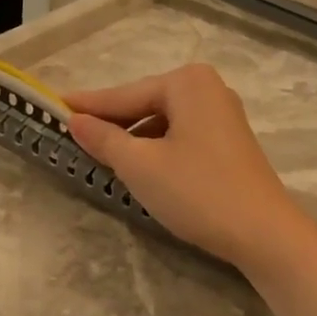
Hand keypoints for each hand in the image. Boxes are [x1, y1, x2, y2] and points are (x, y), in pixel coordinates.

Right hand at [66, 64, 316, 273]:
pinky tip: (142, 168)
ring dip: (135, 140)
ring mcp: (224, 116)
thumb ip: (104, 139)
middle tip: (74, 135)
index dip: (88, 105)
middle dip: (113, 124)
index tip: (53, 106)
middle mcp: (209, 89)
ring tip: (103, 157)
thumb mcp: (140, 166)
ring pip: (164, 123)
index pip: (124, 95)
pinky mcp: (230, 142)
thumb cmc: (197, 192)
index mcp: (187, 83)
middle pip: (146, 105)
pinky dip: (158, 149)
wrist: (262, 232)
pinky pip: (182, 137)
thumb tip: (75, 121)